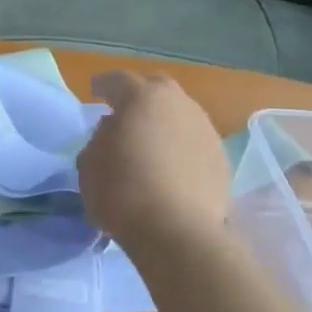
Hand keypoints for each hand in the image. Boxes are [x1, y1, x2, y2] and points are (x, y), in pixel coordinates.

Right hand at [79, 72, 229, 248]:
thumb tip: (114, 130)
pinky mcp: (222, 158)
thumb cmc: (123, 191)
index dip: (104, 85)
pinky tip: (171, 168)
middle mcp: (180, 103)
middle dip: (141, 96)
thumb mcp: (89, 164)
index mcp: (143, 97)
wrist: (177, 230)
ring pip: (180, 115)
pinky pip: (194, 143)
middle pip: (157, 89)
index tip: (95, 90)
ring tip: (150, 144)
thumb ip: (99, 138)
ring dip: (164, 123)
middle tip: (126, 113)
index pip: (118, 81)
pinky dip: (180, 148)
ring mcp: (206, 129)